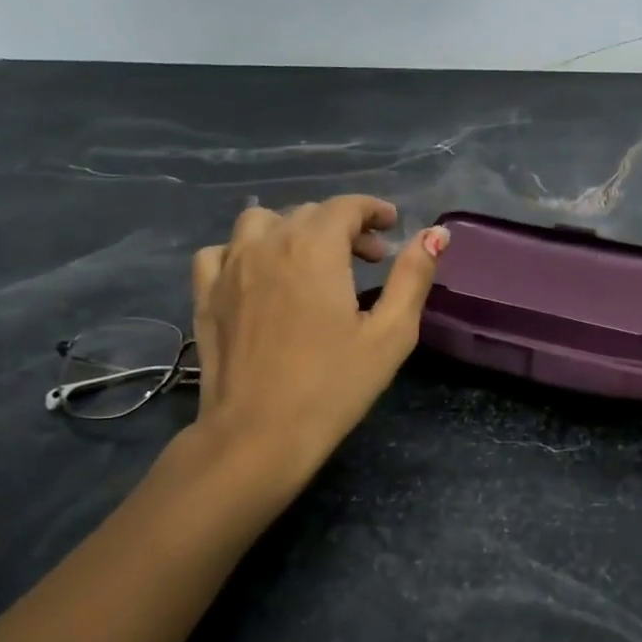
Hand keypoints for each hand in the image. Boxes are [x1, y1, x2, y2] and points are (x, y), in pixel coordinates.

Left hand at [187, 197, 448, 475]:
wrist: (257, 435)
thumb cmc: (333, 386)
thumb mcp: (390, 334)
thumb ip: (413, 277)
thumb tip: (435, 233)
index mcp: (315, 248)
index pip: (346, 206)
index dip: (373, 210)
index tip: (392, 226)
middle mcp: (268, 244)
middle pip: (309, 213)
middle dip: (344, 227)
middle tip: (369, 260)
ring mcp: (229, 267)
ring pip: (262, 223)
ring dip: (294, 231)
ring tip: (313, 262)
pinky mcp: (205, 294)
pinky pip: (222, 251)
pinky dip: (247, 251)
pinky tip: (261, 276)